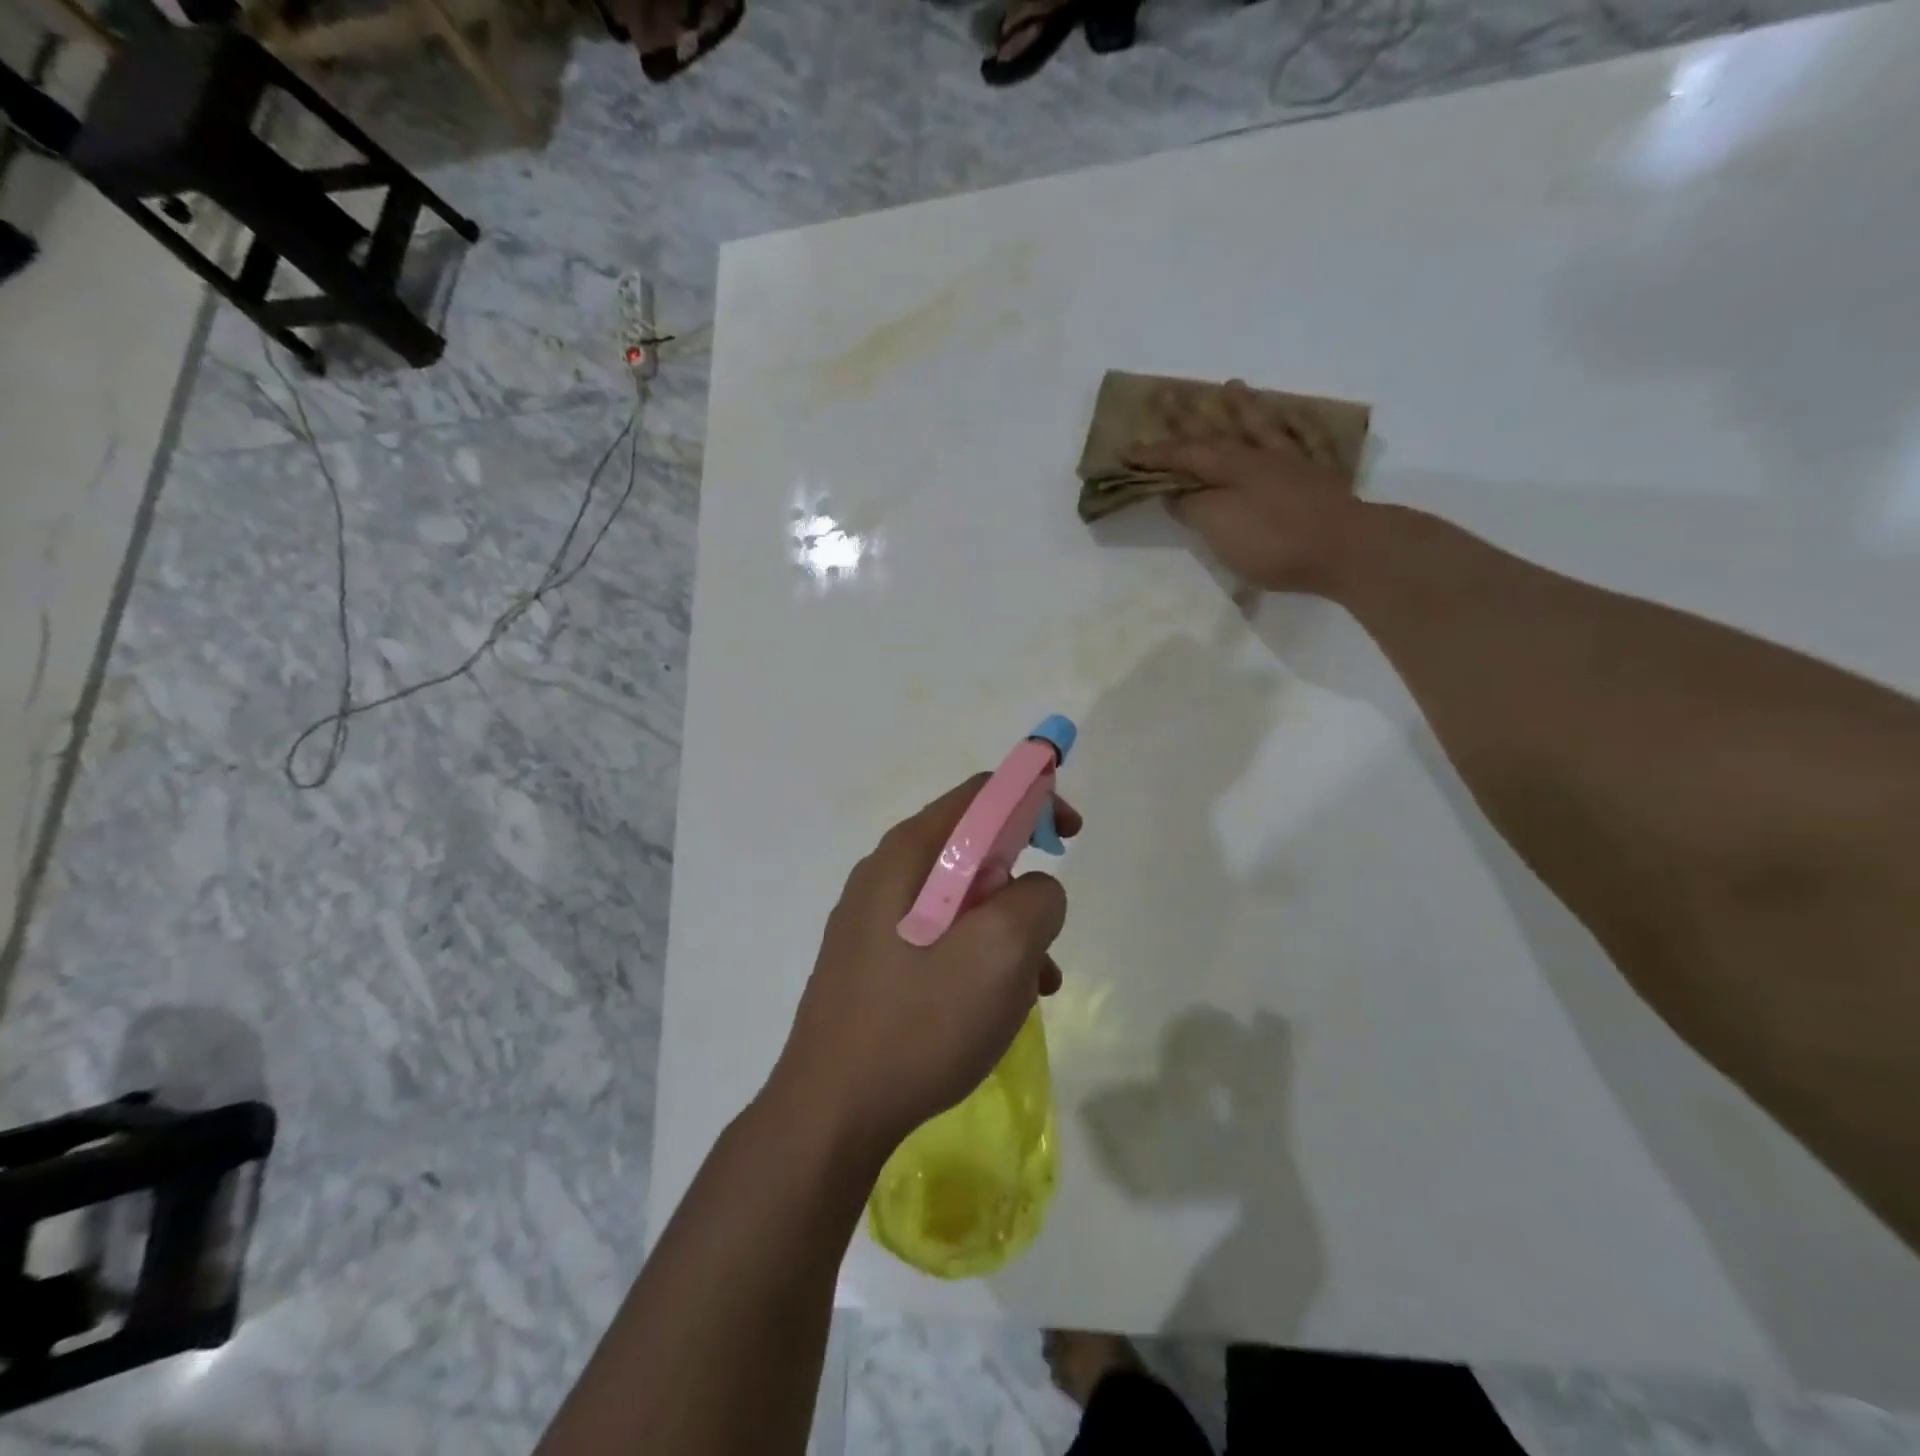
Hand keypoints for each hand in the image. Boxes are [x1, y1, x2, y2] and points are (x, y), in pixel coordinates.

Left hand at [769, 776, 1079, 1157]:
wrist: (832, 1110)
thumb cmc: (921, 1021)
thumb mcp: (1001, 952)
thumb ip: (1036, 899)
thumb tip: (1035, 890)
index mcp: (910, 853)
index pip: (982, 793)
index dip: (1035, 799)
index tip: (1070, 836)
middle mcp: (885, 873)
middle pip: (971, 846)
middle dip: (1022, 880)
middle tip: (1047, 928)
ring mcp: (872, 918)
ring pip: (960, 899)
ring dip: (1007, 928)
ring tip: (1034, 985)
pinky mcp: (872, 960)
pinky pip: (939, 936)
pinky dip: (978, 955)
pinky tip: (996, 1006)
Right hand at [1125, 378, 1365, 593]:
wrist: (1346, 549)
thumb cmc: (1274, 540)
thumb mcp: (1219, 527)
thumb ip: (1193, 507)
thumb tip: (1177, 494)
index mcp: (1232, 467)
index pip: (1184, 455)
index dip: (1154, 454)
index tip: (1126, 450)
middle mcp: (1260, 457)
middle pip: (1219, 431)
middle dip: (1190, 415)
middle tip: (1168, 393)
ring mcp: (1293, 464)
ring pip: (1263, 427)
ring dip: (1244, 407)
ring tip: (1232, 384)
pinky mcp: (1319, 479)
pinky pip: (1306, 441)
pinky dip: (1297, 426)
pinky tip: (1294, 418)